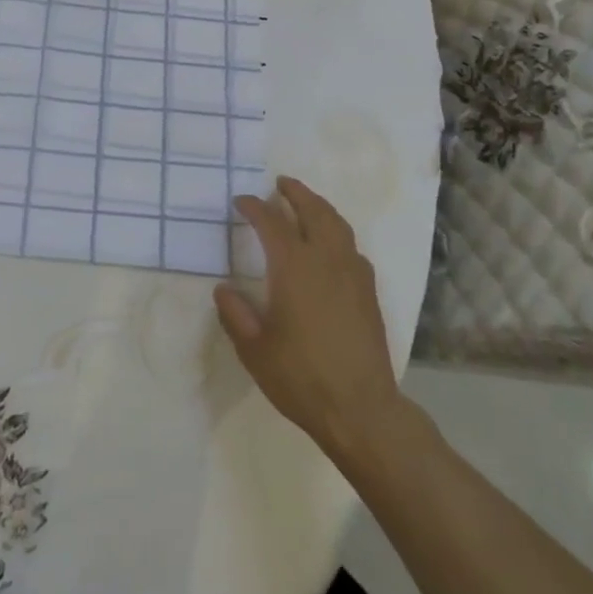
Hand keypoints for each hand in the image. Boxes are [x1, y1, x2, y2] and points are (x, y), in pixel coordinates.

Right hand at [215, 177, 417, 463]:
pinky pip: (353, 248)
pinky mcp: (369, 293)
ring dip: (320, 207)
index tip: (240, 201)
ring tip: (306, 203)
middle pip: (313, 211)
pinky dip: (338, 233)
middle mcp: (326, 261)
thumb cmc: (300, 378)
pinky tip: (332, 245)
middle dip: (295, 193)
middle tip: (280, 183)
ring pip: (338, 225)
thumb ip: (236, 314)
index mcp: (294, 268)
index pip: (272, 223)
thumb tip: (224, 288)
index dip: (254, 207)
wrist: (361, 410)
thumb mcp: (254, 349)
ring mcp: (353, 275)